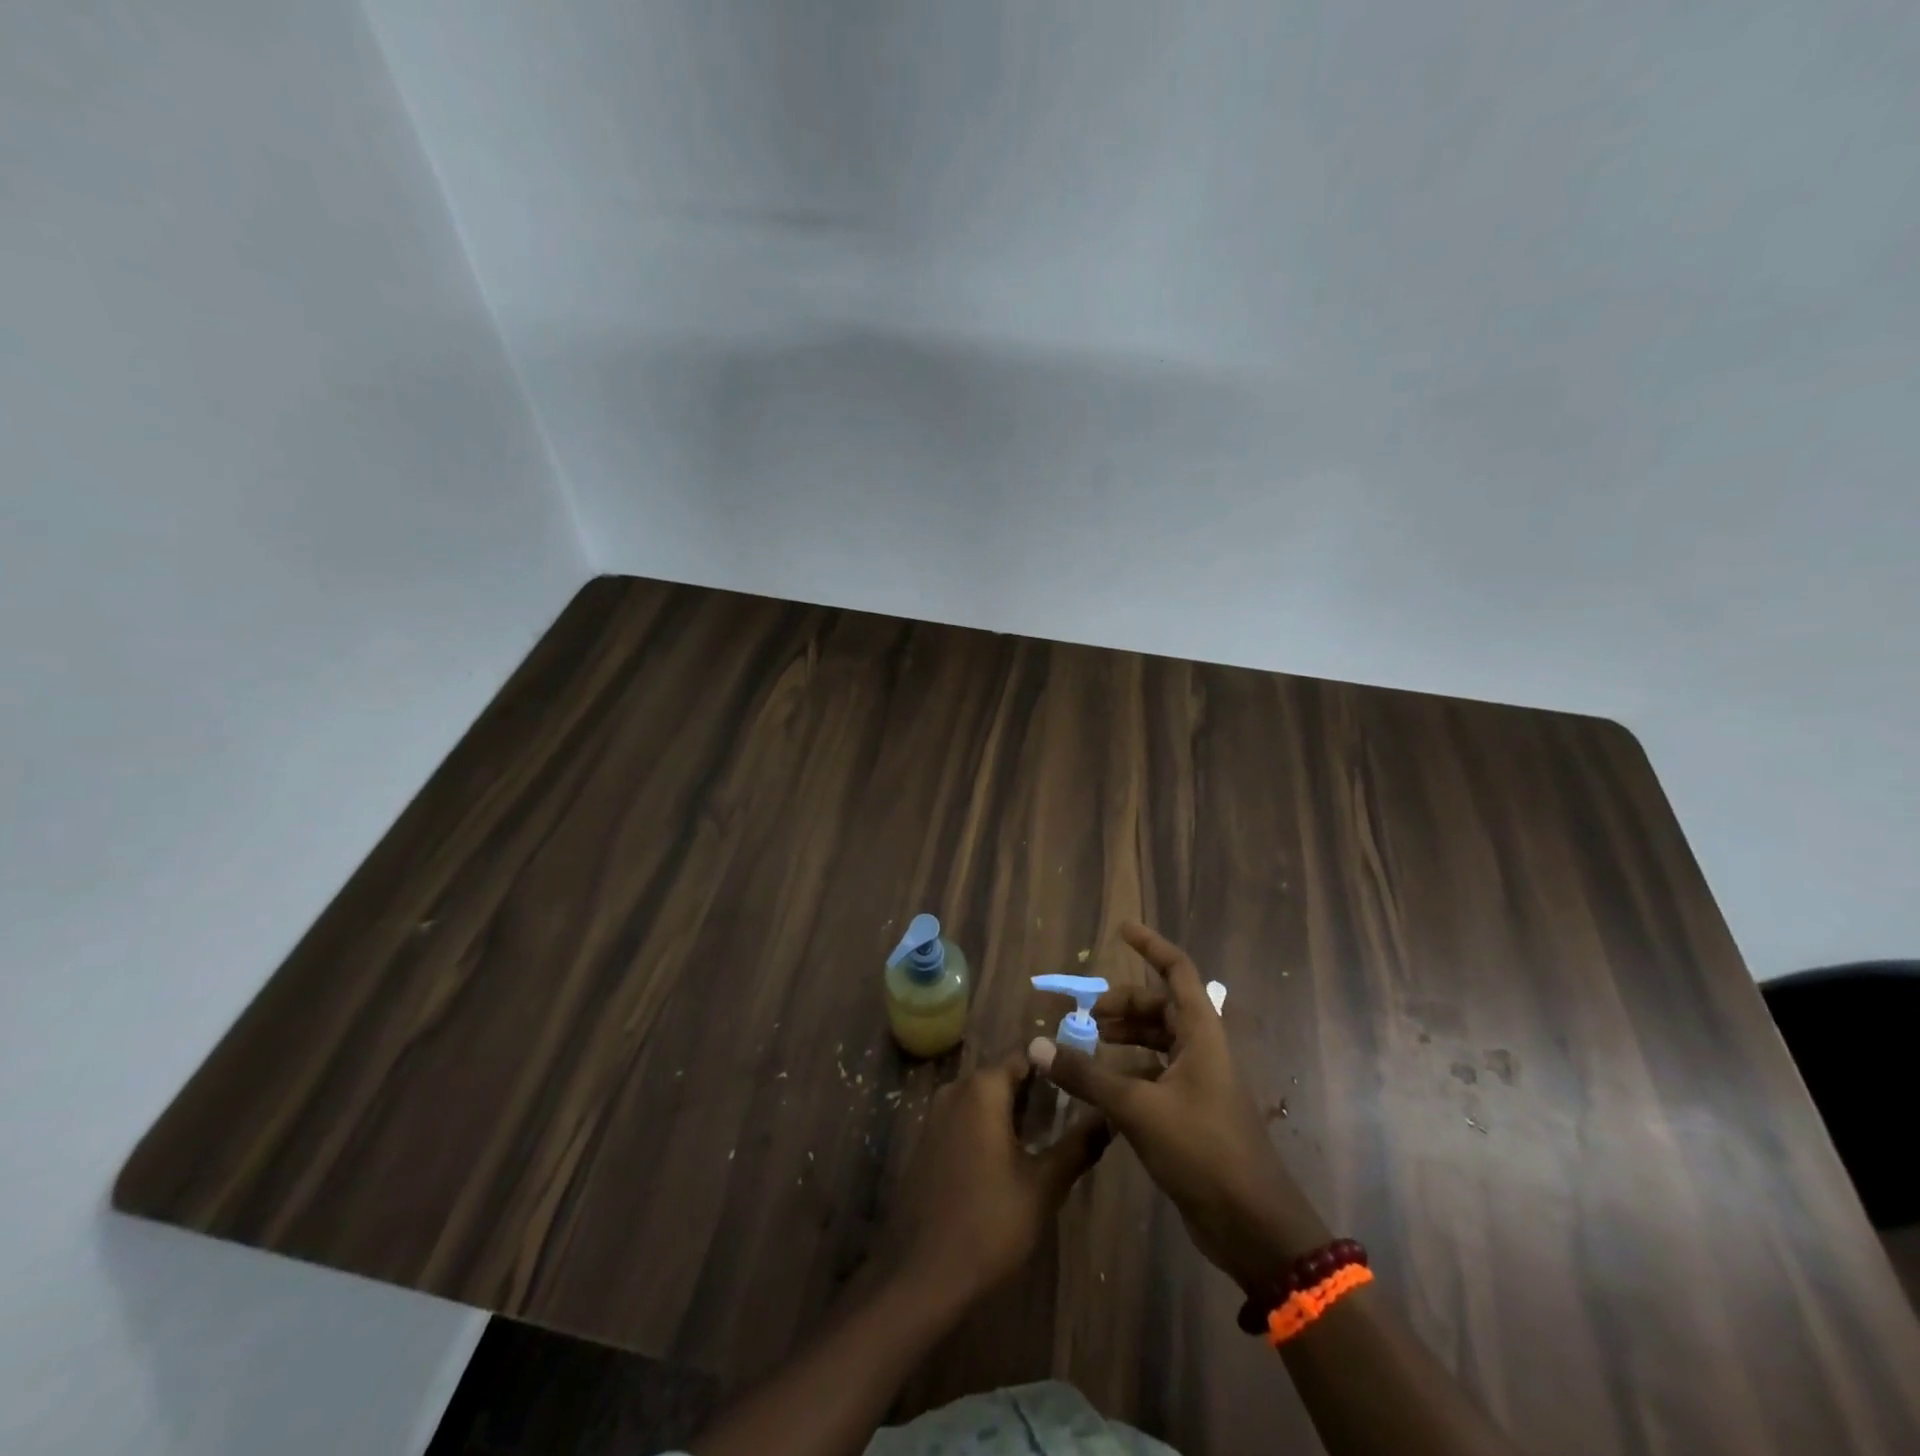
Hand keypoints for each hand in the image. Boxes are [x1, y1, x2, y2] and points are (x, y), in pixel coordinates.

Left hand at [881, 1051, 1109, 1305]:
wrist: (922, 1273)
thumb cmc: (989, 1224)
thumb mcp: (1044, 1186)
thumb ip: (1078, 1146)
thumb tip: (1109, 1117)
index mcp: (982, 1089)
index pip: (1025, 1055)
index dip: (1055, 1064)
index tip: (1083, 1077)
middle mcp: (956, 1090)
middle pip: (1004, 1074)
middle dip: (1037, 1087)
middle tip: (1075, 1107)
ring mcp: (936, 1114)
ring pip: (984, 1096)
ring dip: (1014, 1108)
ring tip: (1052, 1130)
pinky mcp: (928, 1140)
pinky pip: (966, 1116)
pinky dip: (991, 1123)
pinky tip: (1014, 1153)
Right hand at [1030, 923, 1329, 1300]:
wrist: (1253, 1227)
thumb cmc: (1203, 1150)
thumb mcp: (1137, 1108)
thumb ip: (1086, 1075)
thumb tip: (1037, 1047)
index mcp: (1201, 1033)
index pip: (1177, 970)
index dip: (1151, 946)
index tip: (1121, 930)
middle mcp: (1201, 1049)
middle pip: (1160, 1007)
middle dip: (1122, 1003)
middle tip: (1084, 1013)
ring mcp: (1198, 1082)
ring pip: (1156, 1042)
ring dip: (1123, 1037)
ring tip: (1085, 1043)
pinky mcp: (1191, 1113)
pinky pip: (1154, 1074)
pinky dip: (1126, 1071)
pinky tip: (1098, 1088)